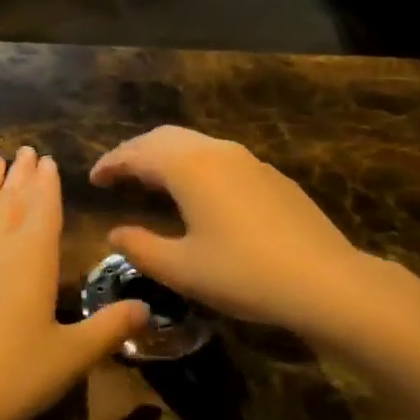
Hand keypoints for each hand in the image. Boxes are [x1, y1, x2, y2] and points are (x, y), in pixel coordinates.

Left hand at [0, 148, 147, 419]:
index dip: (48, 183)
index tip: (48, 160)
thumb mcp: (71, 355)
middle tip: (26, 150)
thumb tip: (145, 308)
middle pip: (12, 200)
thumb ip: (109, 328)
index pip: (43, 208)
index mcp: (33, 257)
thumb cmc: (14, 373)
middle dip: (22, 174)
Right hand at [91, 126, 387, 338]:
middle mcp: (216, 151)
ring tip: (149, 181)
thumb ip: (141, 248)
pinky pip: (219, 157)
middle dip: (136, 152)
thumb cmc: (243, 274)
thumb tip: (114, 233)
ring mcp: (248, 161)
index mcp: (188, 166)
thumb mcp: (182, 269)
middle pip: (164, 138)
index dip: (111, 163)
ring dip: (165, 156)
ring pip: (194, 144)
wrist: (326, 281)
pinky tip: (197, 193)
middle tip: (116, 174)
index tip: (93, 178)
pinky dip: (193, 165)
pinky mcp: (271, 176)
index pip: (137, 153)